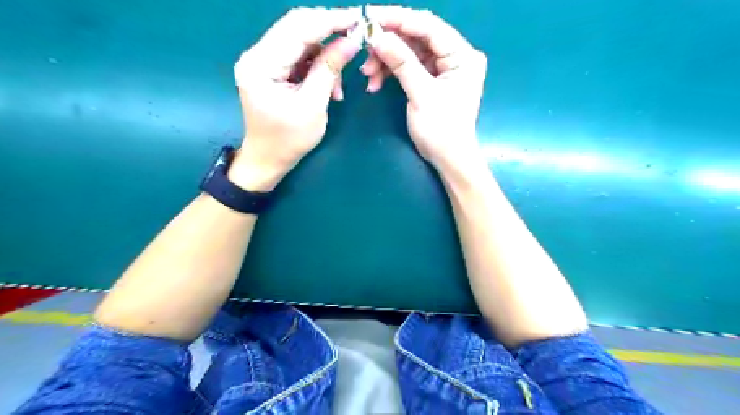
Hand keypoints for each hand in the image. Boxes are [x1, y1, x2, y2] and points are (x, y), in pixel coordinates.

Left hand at [229, 6, 361, 189]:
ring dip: (325, 57)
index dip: (330, 21)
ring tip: (337, 87)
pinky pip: (299, 57)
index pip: (298, 28)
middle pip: (297, 28)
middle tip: (355, 40)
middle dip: (329, 33)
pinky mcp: (271, 69)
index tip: (358, 20)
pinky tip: (329, 88)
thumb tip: (351, 40)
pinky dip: (318, 67)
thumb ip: (329, 70)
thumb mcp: (313, 106)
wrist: (268, 159)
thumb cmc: (289, 140)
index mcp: (261, 64)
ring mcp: (263, 61)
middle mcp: (257, 55)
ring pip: (301, 42)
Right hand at [361, 5, 489, 170]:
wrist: (448, 158)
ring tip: (368, 75)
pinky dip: (391, 73)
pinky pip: (408, 67)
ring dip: (386, 61)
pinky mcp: (432, 79)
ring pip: (409, 53)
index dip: (398, 20)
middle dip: (389, 45)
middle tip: (364, 50)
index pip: (429, 26)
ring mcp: (443, 68)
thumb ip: (402, 63)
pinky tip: (375, 82)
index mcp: (462, 56)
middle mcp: (455, 56)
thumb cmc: (441, 130)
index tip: (370, 18)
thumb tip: (378, 36)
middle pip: (417, 38)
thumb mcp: (422, 95)